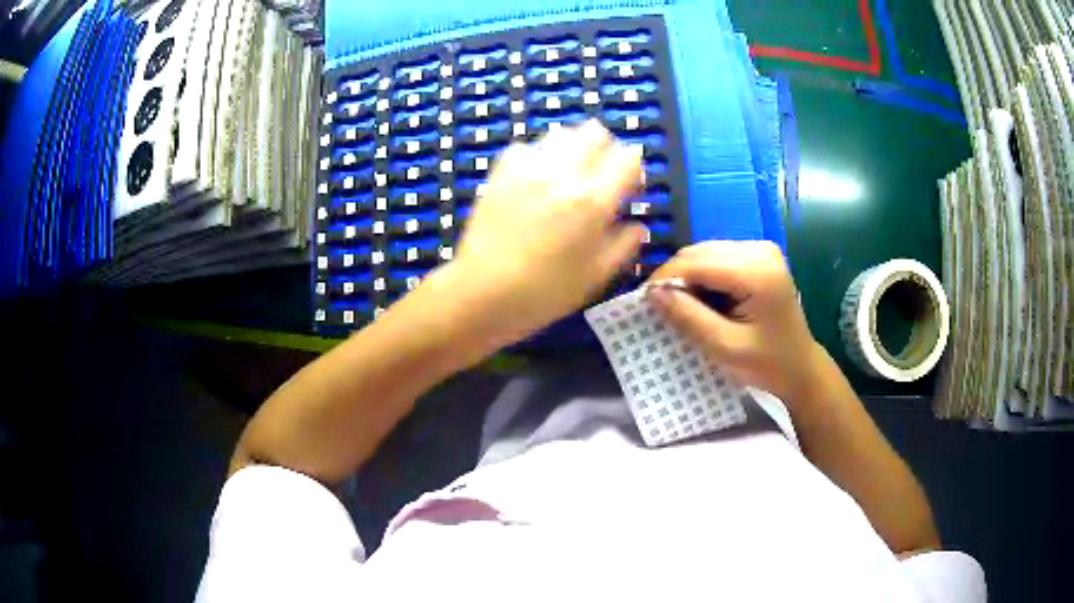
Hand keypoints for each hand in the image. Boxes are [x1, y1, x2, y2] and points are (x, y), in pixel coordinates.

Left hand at [448, 120, 646, 346]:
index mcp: (592, 200)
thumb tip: (637, 226)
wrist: (483, 292)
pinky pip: (527, 146)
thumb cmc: (544, 292)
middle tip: (600, 177)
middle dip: (605, 150)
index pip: (628, 158)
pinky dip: (538, 156)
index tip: (628, 188)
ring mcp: (528, 168)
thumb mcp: (596, 276)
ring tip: (566, 176)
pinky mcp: (501, 171)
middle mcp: (563, 173)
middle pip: (595, 133)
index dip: (634, 169)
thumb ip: (624, 245)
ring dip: (572, 149)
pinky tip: (535, 179)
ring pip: (562, 133)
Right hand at [647, 241, 822, 402]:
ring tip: (680, 305)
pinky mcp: (759, 254)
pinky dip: (703, 276)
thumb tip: (652, 292)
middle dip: (675, 276)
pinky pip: (717, 257)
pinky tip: (701, 298)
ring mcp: (761, 249)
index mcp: (757, 271)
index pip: (697, 262)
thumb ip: (689, 317)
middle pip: (700, 252)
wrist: (799, 366)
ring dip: (687, 276)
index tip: (644, 302)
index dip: (665, 277)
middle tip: (660, 307)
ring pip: (705, 252)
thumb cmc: (766, 364)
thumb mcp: (724, 347)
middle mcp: (760, 249)